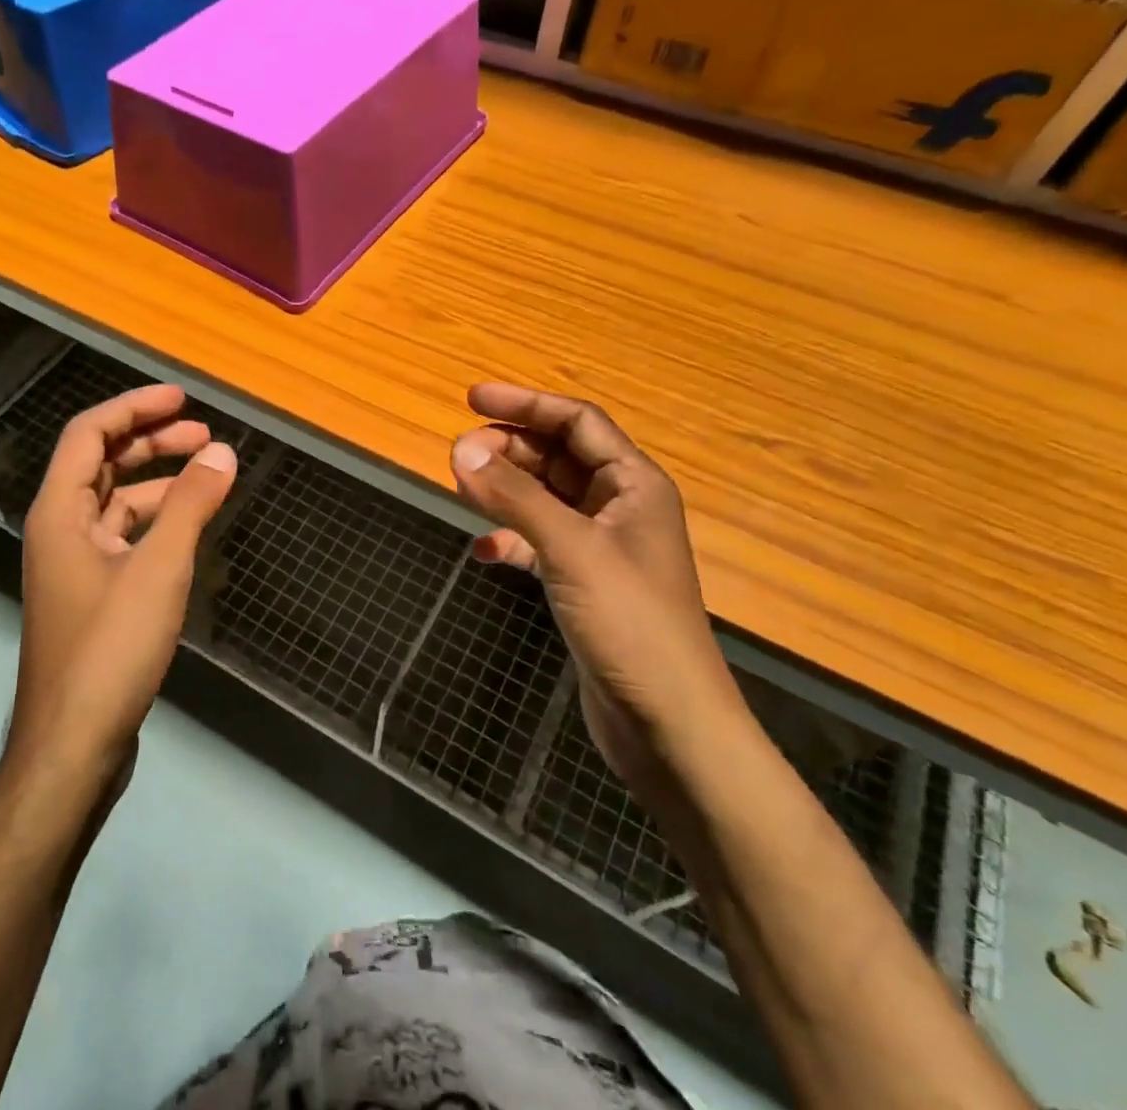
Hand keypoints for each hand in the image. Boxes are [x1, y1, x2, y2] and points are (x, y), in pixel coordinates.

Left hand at [13, 385, 236, 781]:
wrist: (74, 744)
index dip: (134, 407)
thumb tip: (222, 451)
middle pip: (102, 464)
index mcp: (60, 512)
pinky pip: (125, 537)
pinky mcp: (93, 595)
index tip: (181, 398)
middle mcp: (60, 530)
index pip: (90, 434)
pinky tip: (190, 528)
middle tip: (204, 433)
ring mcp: (75, 565)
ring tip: (208, 475)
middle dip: (152, 441)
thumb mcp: (158, 568)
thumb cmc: (110, 647)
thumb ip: (190, 505)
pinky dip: (157, 522)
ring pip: (116, 503)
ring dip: (159, 481)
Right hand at [449, 383, 744, 800]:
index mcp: (634, 484)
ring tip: (462, 489)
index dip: (526, 403)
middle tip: (458, 454)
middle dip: (509, 448)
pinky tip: (484, 551)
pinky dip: (511, 539)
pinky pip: (539, 543)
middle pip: (557, 456)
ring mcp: (601, 548)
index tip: (472, 399)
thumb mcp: (570, 550)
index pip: (577, 421)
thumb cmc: (630, 625)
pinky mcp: (584, 584)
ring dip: (506, 490)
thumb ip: (515, 497)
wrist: (668, 727)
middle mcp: (619, 507)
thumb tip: (459, 449)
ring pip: (545, 498)